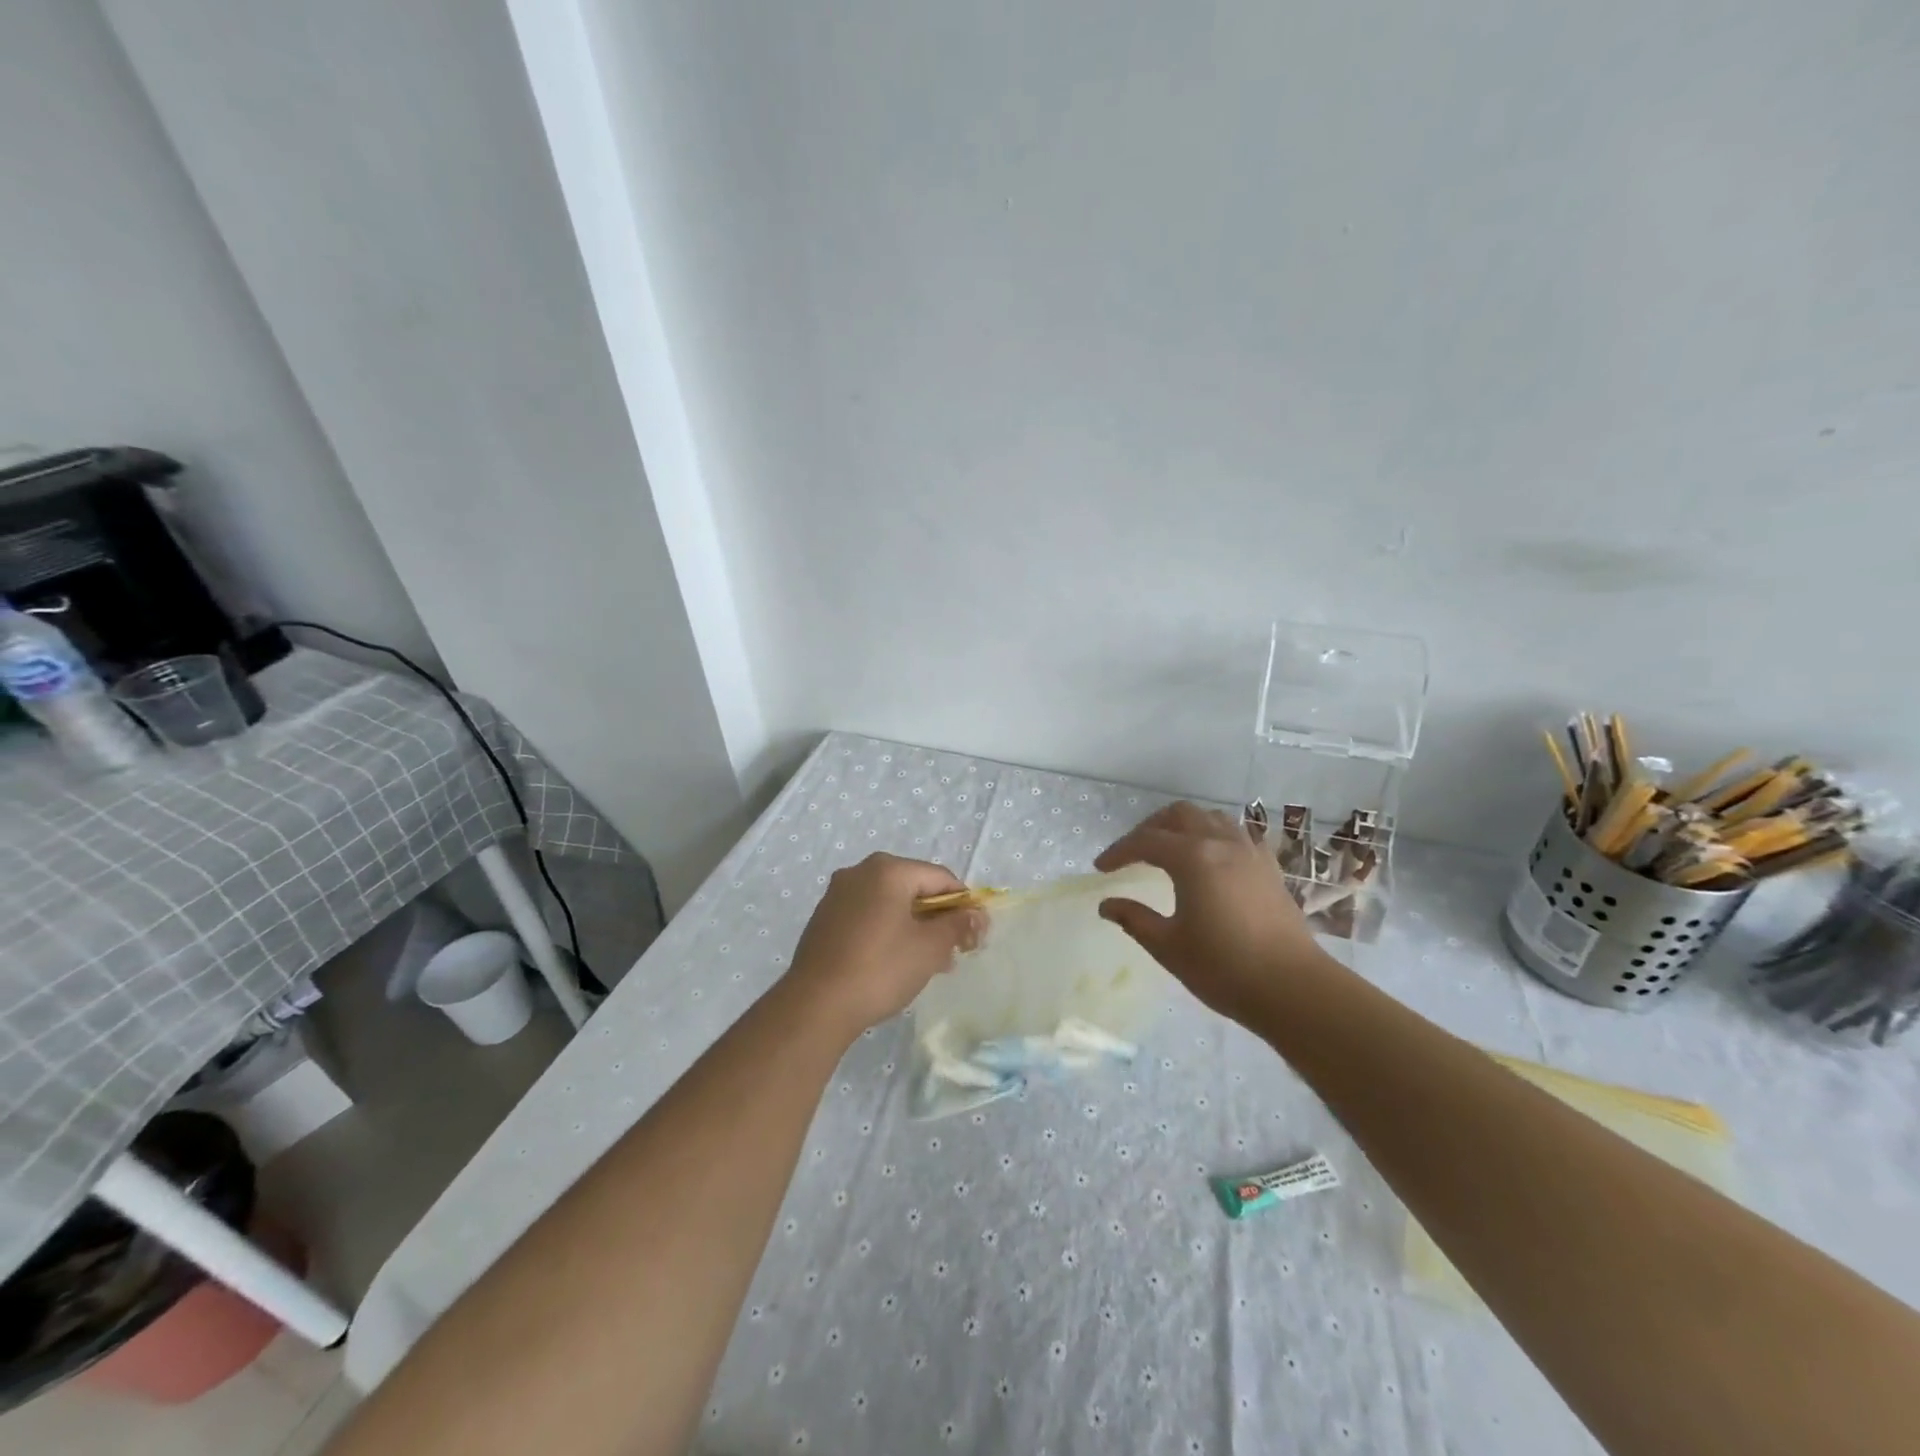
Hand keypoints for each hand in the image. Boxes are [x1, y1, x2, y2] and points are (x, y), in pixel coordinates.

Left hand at [787, 853, 983, 1035]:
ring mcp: (838, 895)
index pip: (940, 878)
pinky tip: (894, 963)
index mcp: (888, 869)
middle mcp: (860, 872)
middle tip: (952, 953)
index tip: (974, 936)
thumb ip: (957, 924)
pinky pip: (868, 916)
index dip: (963, 905)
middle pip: (914, 888)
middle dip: (937, 918)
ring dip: (914, 928)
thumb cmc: (880, 968)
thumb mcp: (930, 947)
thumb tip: (976, 914)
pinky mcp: (825, 919)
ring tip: (927, 964)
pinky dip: (887, 932)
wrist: (816, 1005)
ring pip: (890, 904)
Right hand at [1095, 802, 1334, 1023]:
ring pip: (1211, 818)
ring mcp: (1250, 853)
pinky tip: (1210, 861)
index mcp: (1192, 858)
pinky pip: (1236, 835)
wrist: (1293, 988)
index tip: (1101, 869)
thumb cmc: (1223, 968)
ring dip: (1184, 827)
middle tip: (1133, 853)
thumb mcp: (1168, 946)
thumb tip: (1107, 905)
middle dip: (1150, 828)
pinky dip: (1214, 837)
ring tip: (1169, 851)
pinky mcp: (1269, 868)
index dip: (1119, 851)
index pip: (1145, 841)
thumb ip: (1134, 919)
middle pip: (1179, 815)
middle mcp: (1221, 843)